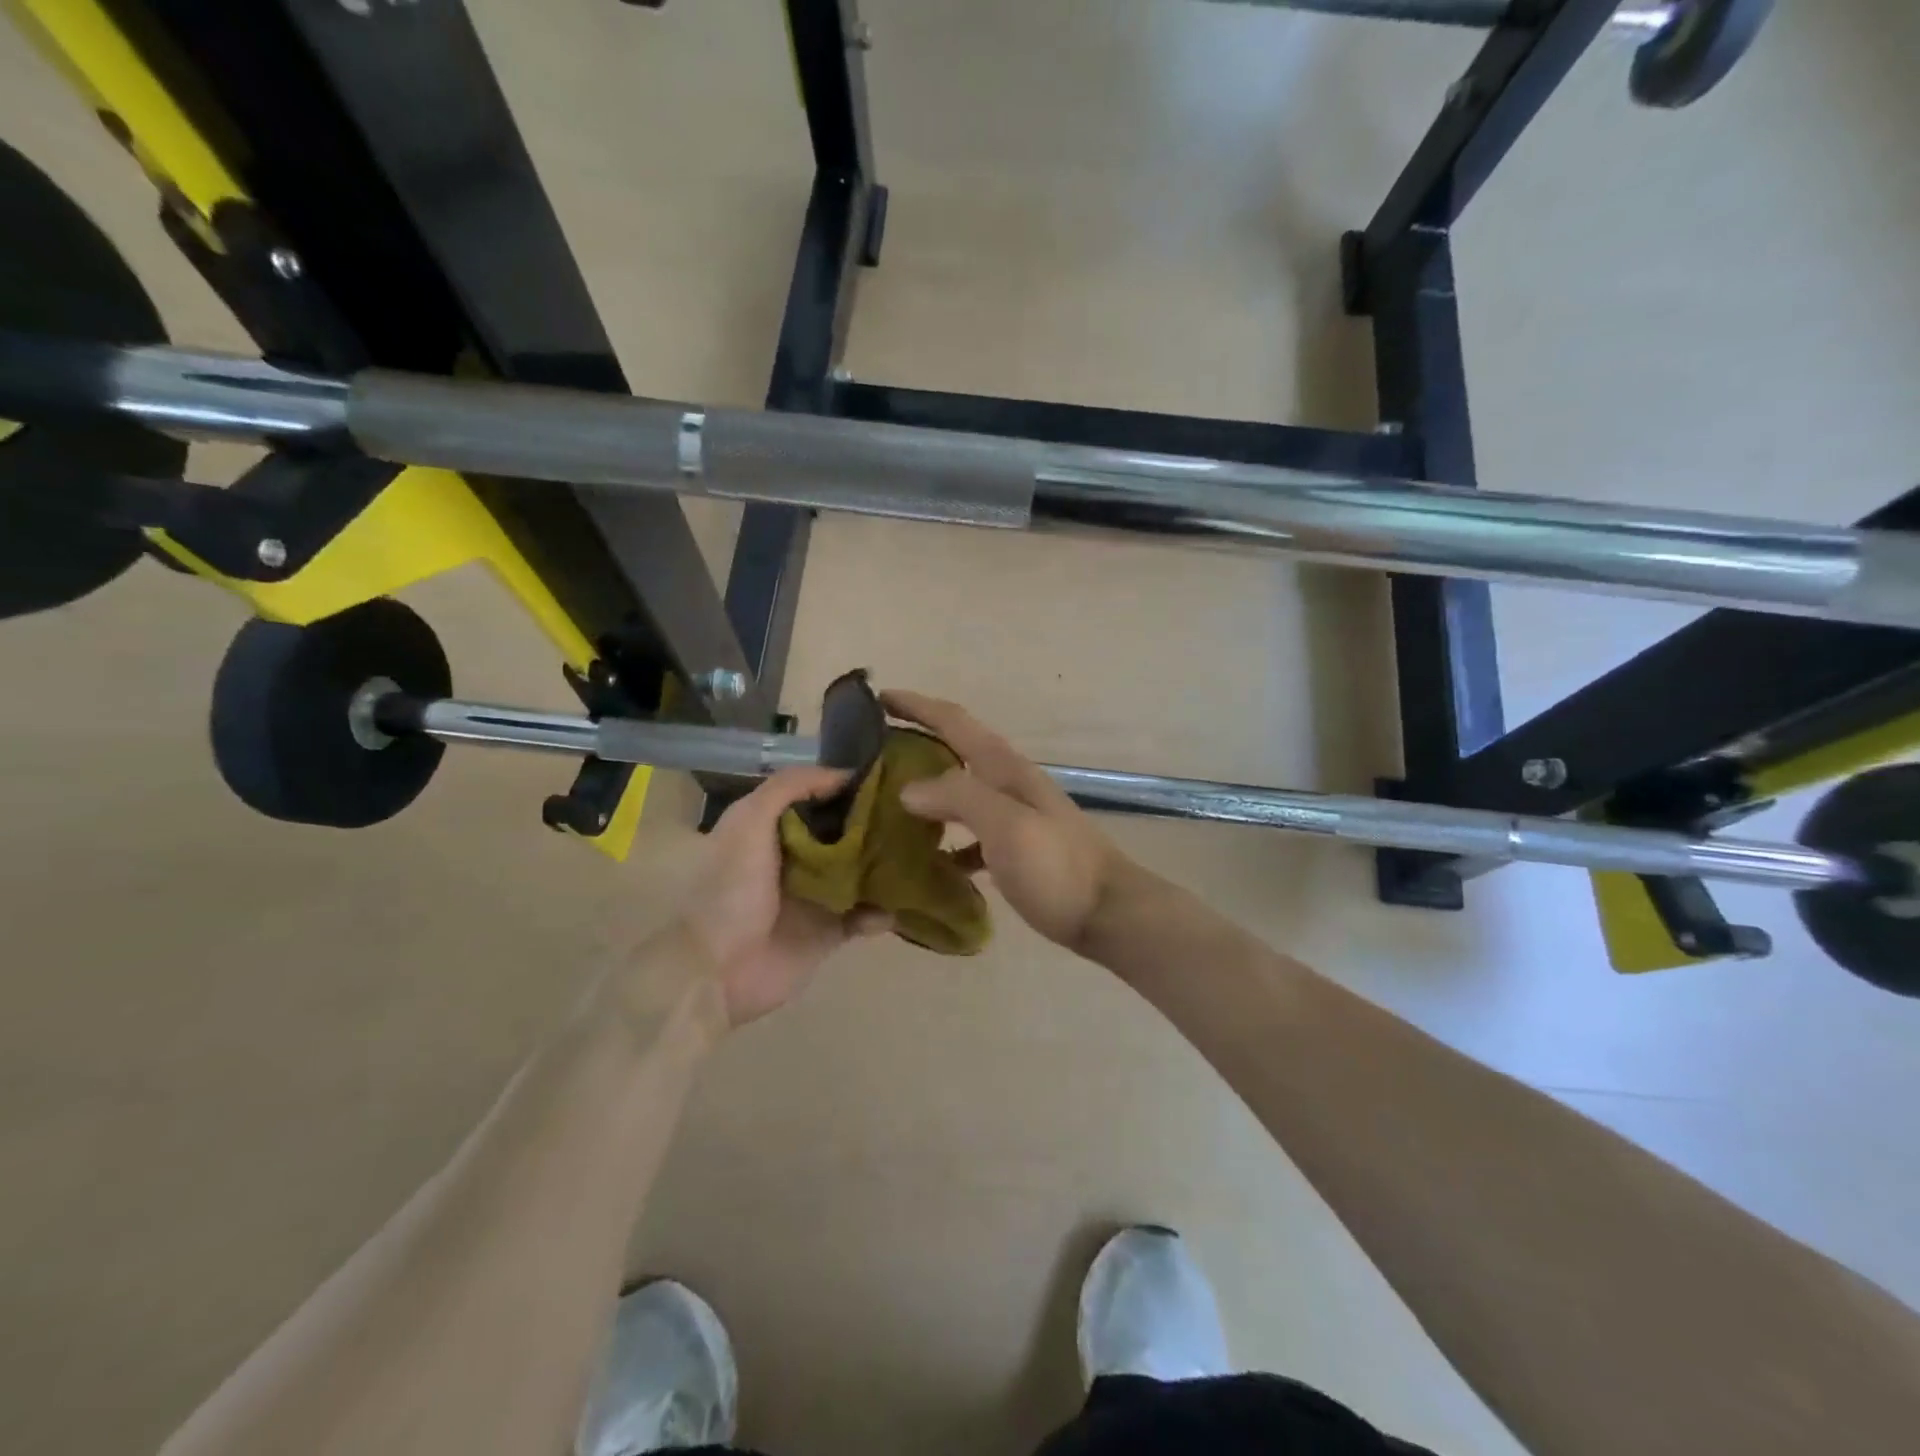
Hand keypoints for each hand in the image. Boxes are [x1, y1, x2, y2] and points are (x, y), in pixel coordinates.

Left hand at [679, 766, 892, 1027]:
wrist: (720, 969)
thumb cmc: (732, 889)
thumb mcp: (749, 821)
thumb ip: (789, 786)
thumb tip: (843, 774)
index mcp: (774, 828)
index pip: (819, 798)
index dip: (848, 788)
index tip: (889, 779)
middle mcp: (797, 857)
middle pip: (846, 833)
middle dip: (877, 826)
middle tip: (915, 816)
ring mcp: (816, 896)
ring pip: (861, 873)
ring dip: (886, 867)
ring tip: (919, 855)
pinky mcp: (830, 931)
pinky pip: (865, 917)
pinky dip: (882, 912)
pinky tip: (897, 905)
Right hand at [884, 690, 1124, 951]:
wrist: (1109, 913)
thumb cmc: (1058, 867)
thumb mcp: (1007, 826)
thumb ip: (959, 798)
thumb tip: (907, 789)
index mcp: (1004, 768)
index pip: (954, 722)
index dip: (917, 706)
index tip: (878, 698)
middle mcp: (1008, 783)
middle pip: (955, 751)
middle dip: (916, 743)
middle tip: (872, 754)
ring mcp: (1015, 815)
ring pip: (961, 792)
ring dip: (928, 791)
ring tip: (888, 804)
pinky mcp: (1017, 848)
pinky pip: (972, 833)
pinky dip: (948, 838)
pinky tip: (930, 859)